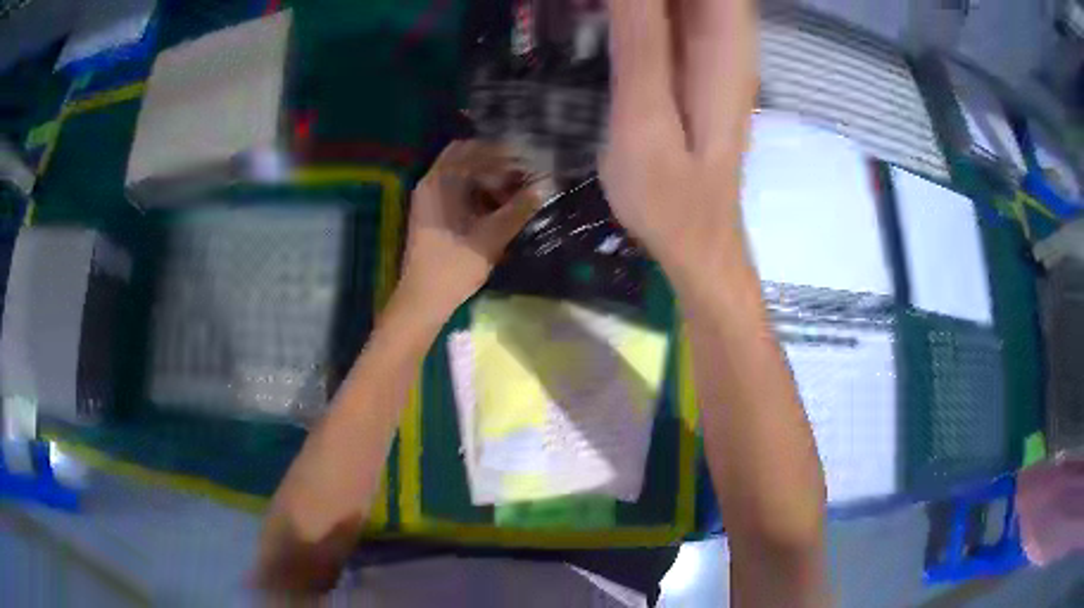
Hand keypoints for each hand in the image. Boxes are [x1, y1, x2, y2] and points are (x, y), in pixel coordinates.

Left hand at [398, 140, 540, 318]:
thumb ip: (519, 208)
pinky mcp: (430, 212)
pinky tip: (496, 205)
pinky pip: (455, 188)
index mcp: (441, 182)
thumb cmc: (455, 266)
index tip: (529, 163)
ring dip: (486, 176)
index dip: (505, 154)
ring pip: (460, 173)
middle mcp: (431, 182)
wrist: (423, 299)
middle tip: (521, 175)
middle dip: (495, 162)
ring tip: (513, 192)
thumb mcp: (492, 236)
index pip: (476, 149)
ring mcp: (428, 197)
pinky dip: (476, 190)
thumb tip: (545, 186)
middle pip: (466, 156)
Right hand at [601, 0, 757, 277]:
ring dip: (642, 5)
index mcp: (725, 48)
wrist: (695, 240)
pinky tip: (605, 12)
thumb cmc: (670, 197)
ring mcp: (713, 51)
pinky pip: (672, 15)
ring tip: (592, 10)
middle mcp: (728, 40)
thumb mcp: (646, 120)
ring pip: (686, 3)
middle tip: (592, 5)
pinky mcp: (694, 64)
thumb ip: (640, 43)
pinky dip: (639, 9)